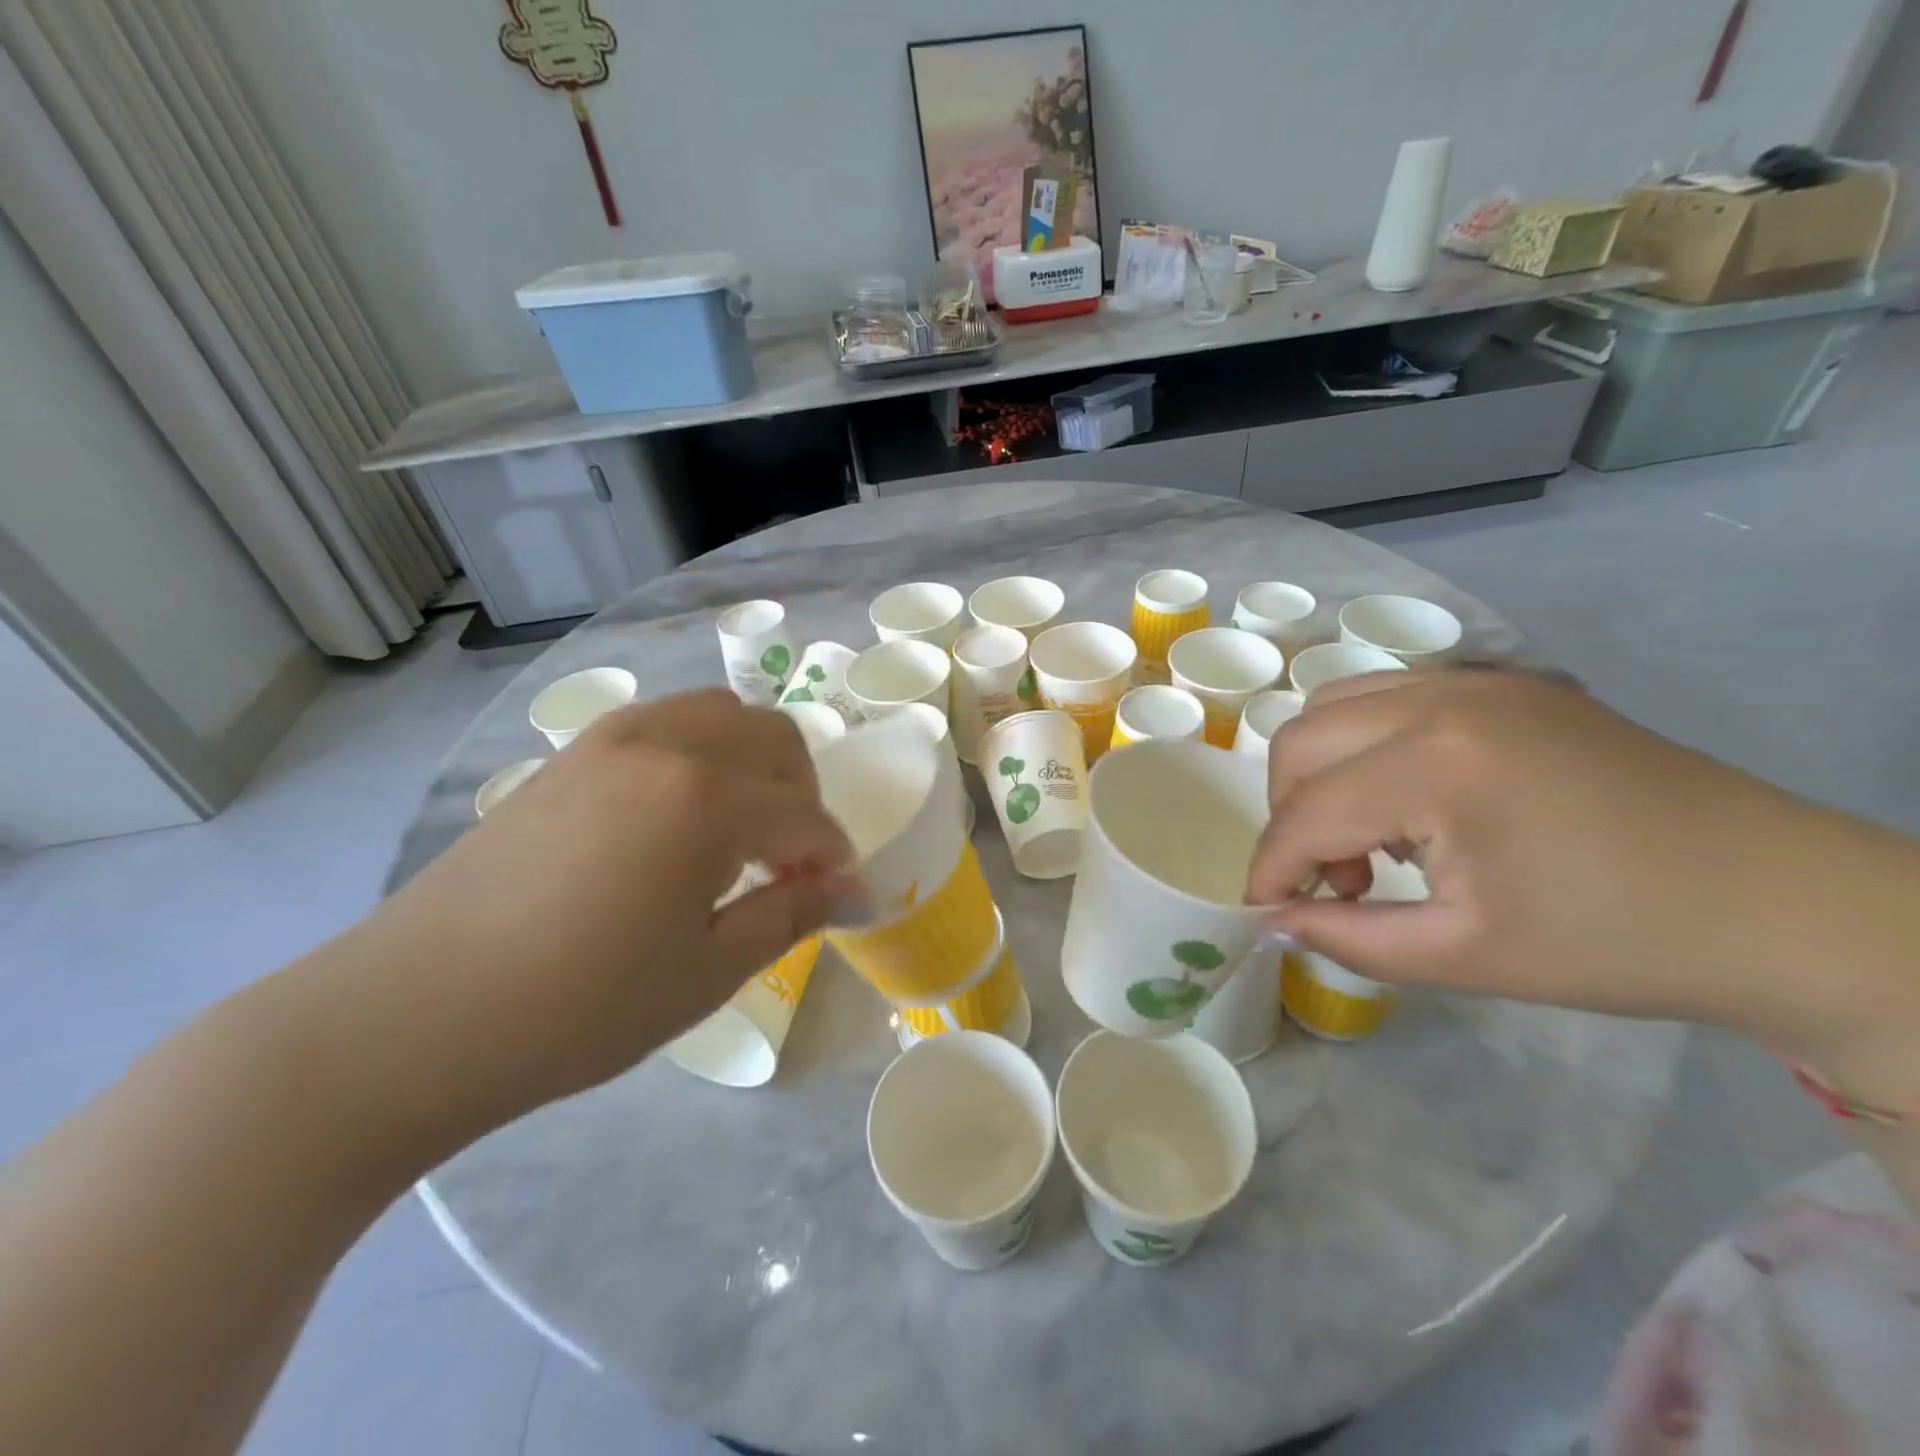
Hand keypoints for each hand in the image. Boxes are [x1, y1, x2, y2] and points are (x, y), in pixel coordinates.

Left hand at [345, 690, 852, 1124]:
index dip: (832, 857)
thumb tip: (855, 891)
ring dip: (754, 761)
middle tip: (789, 862)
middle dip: (803, 796)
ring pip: (721, 713)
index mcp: (708, 802)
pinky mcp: (573, 753)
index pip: (805, 816)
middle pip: (775, 740)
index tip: (837, 893)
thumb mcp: (706, 973)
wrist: (415, 1014)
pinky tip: (679, 812)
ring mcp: (613, 740)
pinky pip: (664, 721)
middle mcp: (667, 746)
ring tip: (738, 827)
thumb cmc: (579, 1008)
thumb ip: (791, 915)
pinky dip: (700, 750)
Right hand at [1246, 670, 1919, 1068]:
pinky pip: (1386, 697)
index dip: (1271, 868)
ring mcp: (1475, 680)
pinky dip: (1363, 746)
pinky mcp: (1501, 684)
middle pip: (1300, 743)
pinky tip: (1407, 799)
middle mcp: (1442, 698)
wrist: (1783, 904)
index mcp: (1438, 764)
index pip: (1306, 813)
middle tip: (1336, 881)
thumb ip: (1348, 936)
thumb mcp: (1467, 955)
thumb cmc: (1621, 942)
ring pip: (1333, 707)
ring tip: (1369, 838)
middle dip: (1289, 816)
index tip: (1264, 912)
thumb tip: (1271, 921)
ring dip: (1320, 774)